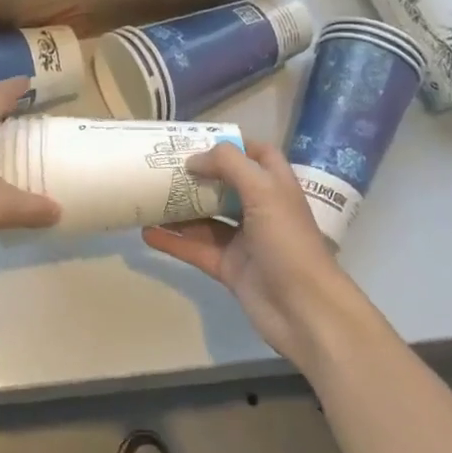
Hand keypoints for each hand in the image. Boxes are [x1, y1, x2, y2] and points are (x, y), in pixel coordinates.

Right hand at [145, 141, 364, 368]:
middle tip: (161, 166)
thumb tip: (194, 160)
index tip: (198, 140)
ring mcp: (244, 241)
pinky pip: (196, 248)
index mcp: (275, 186)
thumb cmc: (288, 242)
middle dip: (196, 175)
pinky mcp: (229, 268)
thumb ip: (229, 165)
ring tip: (146, 196)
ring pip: (205, 217)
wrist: (305, 311)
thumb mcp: (264, 191)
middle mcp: (260, 209)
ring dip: (179, 208)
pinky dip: (173, 241)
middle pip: (224, 185)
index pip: (257, 155)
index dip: (232, 145)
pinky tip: (147, 233)